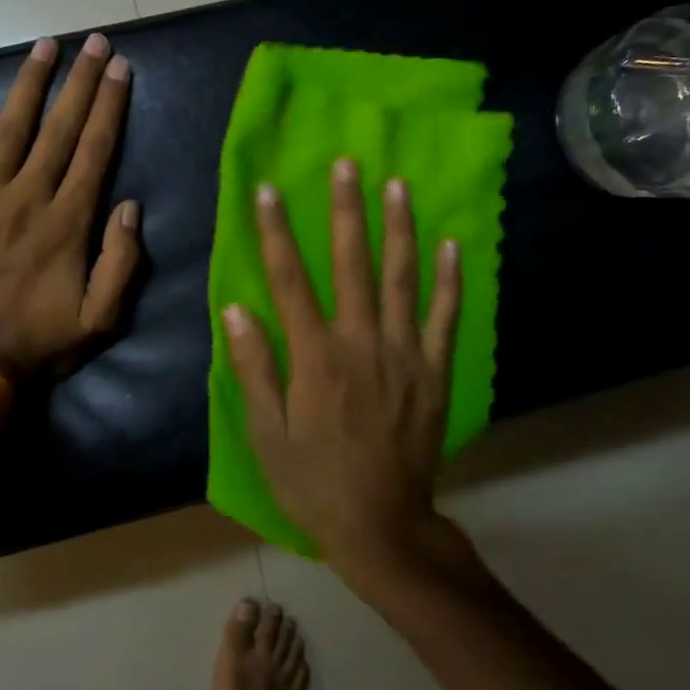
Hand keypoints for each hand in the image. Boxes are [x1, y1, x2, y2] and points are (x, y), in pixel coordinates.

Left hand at [0, 33, 140, 378]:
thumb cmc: (40, 342)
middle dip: (80, 81)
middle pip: (60, 128)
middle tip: (94, 41)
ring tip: (46, 45)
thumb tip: (130, 205)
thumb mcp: (101, 318)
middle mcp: (29, 197)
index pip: (96, 149)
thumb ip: (122, 261)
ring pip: (12, 128)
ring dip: (30, 83)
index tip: (119, 68)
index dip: (109, 105)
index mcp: (69, 221)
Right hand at [222, 158, 460, 570]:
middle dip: (346, 210)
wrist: (382, 525)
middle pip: (352, 264)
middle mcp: (362, 343)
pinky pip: (444, 317)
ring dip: (399, 228)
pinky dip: (450, 280)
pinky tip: (452, 244)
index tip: (269, 191)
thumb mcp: (266, 433)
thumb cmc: (313, 480)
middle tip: (347, 163)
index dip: (276, 232)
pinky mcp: (434, 371)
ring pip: (403, 279)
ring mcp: (405, 354)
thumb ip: (254, 367)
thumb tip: (236, 308)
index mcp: (315, 357)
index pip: (290, 280)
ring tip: (397, 185)